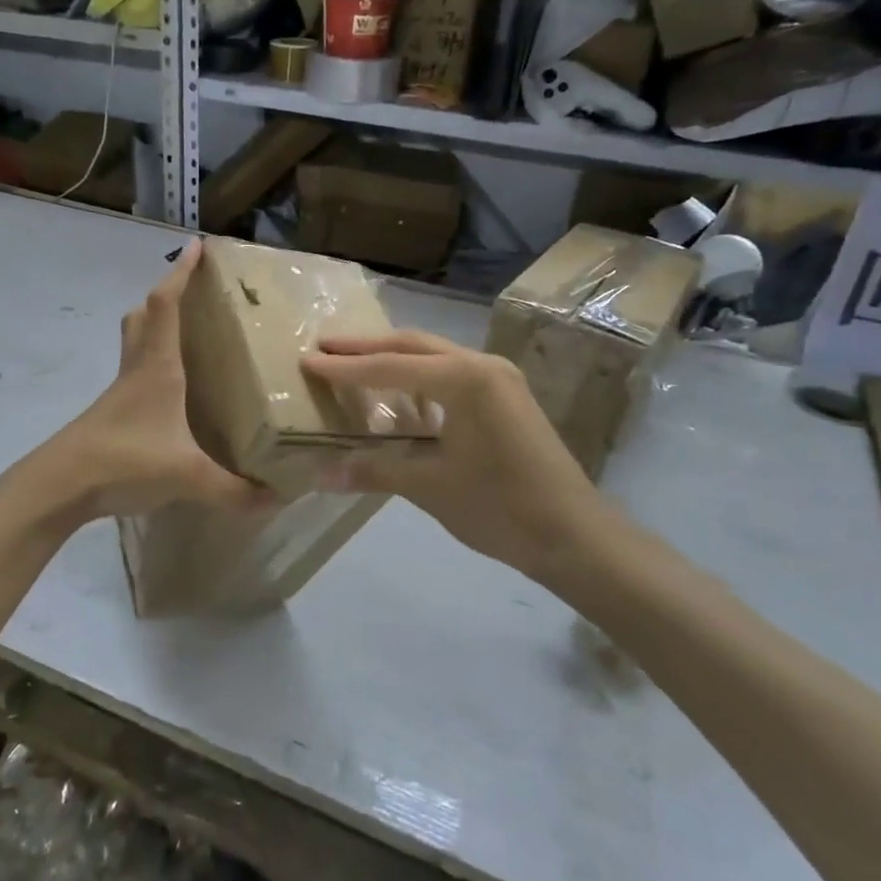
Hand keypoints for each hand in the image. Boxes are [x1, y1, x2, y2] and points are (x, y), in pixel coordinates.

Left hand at [44, 239, 264, 519]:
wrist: (61, 485)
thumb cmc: (125, 461)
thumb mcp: (188, 476)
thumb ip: (234, 490)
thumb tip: (278, 499)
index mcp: (158, 367)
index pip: (166, 305)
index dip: (181, 273)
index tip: (197, 245)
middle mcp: (137, 369)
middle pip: (143, 315)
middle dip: (166, 294)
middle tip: (192, 290)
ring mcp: (119, 391)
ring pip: (134, 341)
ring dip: (153, 325)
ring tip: (184, 331)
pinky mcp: (111, 412)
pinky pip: (133, 372)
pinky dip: (150, 362)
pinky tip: (170, 390)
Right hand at [302, 331, 605, 577]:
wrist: (574, 535)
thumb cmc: (500, 507)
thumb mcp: (430, 487)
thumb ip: (375, 470)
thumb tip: (321, 474)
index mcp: (464, 379)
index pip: (389, 367)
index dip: (344, 368)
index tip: (306, 360)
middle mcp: (482, 365)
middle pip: (412, 346)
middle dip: (365, 347)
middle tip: (323, 347)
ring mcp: (500, 378)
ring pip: (434, 356)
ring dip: (392, 358)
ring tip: (353, 363)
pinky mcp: (508, 396)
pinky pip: (452, 373)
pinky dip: (419, 377)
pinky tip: (401, 394)